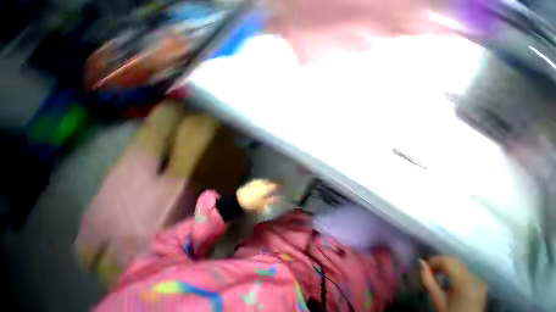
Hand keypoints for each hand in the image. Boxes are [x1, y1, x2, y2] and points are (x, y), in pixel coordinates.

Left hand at [236, 179, 278, 211]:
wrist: (237, 200)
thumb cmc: (251, 203)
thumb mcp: (262, 204)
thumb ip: (272, 200)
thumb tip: (280, 198)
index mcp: (266, 187)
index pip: (276, 184)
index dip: (281, 185)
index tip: (285, 186)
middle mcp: (263, 182)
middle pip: (272, 181)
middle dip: (276, 183)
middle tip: (280, 186)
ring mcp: (257, 181)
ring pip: (266, 181)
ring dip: (270, 182)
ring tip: (272, 186)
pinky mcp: (252, 182)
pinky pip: (261, 181)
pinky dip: (264, 183)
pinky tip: (264, 186)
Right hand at [421, 256, 486, 311]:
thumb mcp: (437, 299)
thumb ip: (428, 280)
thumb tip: (421, 262)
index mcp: (463, 283)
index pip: (448, 261)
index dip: (434, 260)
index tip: (425, 267)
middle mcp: (474, 278)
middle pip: (455, 260)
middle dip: (440, 262)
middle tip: (430, 270)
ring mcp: (480, 280)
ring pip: (460, 264)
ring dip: (448, 266)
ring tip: (438, 274)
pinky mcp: (481, 283)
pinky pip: (466, 270)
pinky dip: (456, 270)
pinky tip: (450, 278)